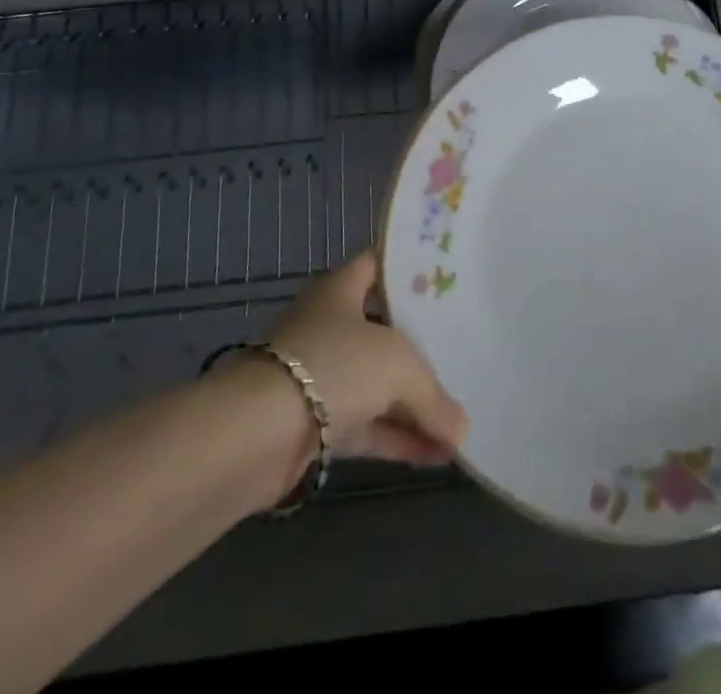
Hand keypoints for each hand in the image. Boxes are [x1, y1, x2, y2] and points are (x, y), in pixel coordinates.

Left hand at [259, 251, 469, 466]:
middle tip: (463, 348)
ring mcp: (320, 377)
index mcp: (340, 291)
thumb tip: (462, 431)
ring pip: (376, 385)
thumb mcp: (398, 365)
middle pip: (382, 330)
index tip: (444, 280)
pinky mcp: (314, 427)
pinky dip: (397, 439)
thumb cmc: (333, 366)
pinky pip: (366, 427)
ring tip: (459, 423)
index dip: (407, 270)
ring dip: (413, 405)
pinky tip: (436, 455)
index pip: (376, 265)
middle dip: (419, 345)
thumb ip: (433, 395)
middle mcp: (328, 327)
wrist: (257, 435)